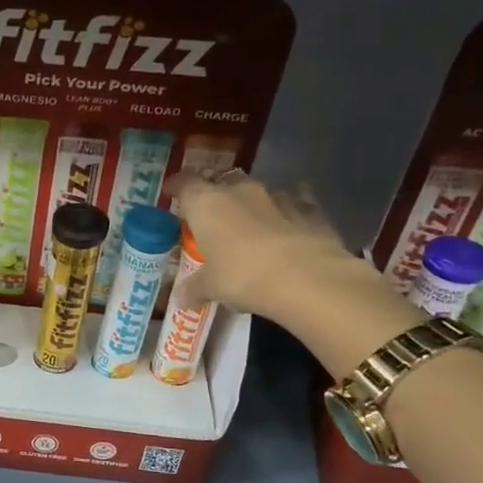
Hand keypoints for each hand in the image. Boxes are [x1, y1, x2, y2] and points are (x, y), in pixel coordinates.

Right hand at [170, 169, 362, 324]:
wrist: (306, 278)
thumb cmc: (242, 276)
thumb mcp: (210, 286)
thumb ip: (194, 287)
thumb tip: (181, 299)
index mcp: (207, 204)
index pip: (185, 183)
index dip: (176, 186)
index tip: (172, 192)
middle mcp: (240, 192)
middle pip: (223, 183)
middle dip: (217, 197)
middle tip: (212, 218)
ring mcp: (278, 196)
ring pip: (258, 192)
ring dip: (252, 205)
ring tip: (250, 226)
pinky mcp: (310, 209)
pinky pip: (295, 202)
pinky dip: (289, 210)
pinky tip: (289, 225)